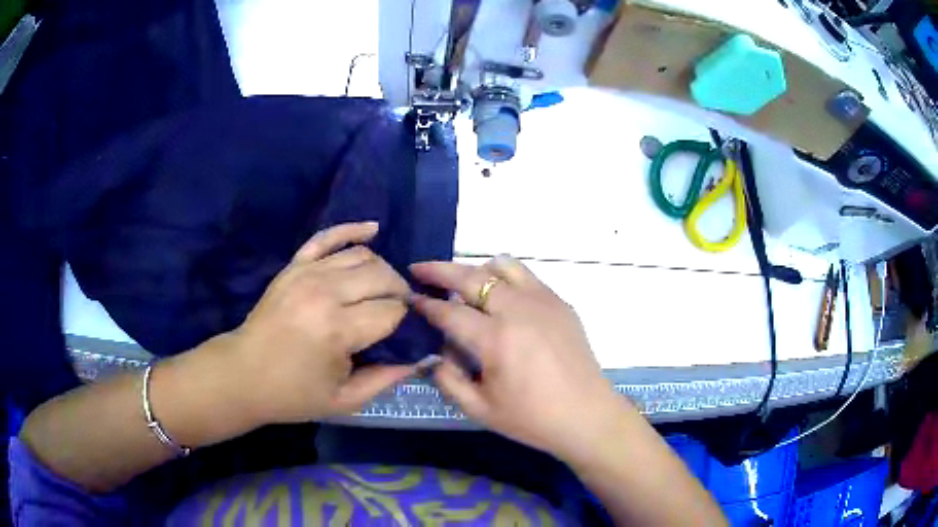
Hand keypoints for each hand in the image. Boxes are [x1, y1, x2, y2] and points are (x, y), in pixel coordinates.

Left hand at [227, 222, 414, 425]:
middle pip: (382, 276)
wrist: (244, 374)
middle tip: (399, 312)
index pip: (392, 310)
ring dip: (382, 271)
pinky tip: (373, 229)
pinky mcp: (294, 266)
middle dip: (400, 292)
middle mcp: (325, 292)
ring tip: (383, 291)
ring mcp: (307, 273)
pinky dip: (352, 230)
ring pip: (362, 255)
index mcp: (338, 329)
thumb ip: (387, 378)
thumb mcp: (345, 400)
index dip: (406, 321)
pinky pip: (327, 237)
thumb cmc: (294, 394)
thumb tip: (423, 357)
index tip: (406, 333)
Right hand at [410, 257, 633, 463]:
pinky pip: (525, 276)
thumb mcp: (479, 409)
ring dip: (475, 269)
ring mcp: (543, 301)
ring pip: (501, 265)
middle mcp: (518, 310)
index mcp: (496, 339)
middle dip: (439, 270)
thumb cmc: (532, 419)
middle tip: (419, 270)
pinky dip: (504, 278)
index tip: (408, 297)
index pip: (449, 311)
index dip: (424, 304)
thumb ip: (448, 379)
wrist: (587, 415)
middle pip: (471, 275)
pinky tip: (499, 299)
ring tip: (462, 284)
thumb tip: (435, 353)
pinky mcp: (560, 302)